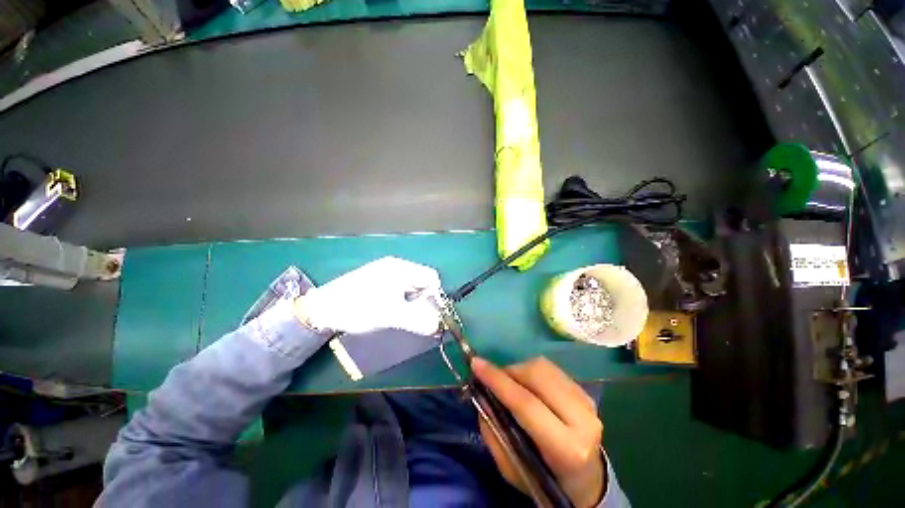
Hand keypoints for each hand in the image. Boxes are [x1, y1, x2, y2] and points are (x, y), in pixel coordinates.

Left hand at [295, 256, 441, 335]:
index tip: (431, 313)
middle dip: (423, 299)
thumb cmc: (359, 308)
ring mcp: (386, 271)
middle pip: (422, 281)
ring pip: (410, 286)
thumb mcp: (391, 316)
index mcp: (401, 269)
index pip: (431, 277)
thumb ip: (418, 320)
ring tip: (403, 315)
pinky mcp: (378, 279)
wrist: (322, 308)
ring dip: (412, 301)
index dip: (435, 295)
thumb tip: (438, 326)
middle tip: (416, 317)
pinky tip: (392, 310)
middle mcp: (396, 266)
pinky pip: (399, 288)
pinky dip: (402, 300)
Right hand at [472, 357, 605, 507]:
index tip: (476, 364)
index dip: (498, 381)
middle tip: (493, 380)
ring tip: (510, 384)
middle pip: (537, 376)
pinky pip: (550, 368)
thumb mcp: (513, 470)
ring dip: (519, 369)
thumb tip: (481, 396)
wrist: (587, 481)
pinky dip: (531, 371)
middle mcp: (582, 420)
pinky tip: (526, 385)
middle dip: (509, 371)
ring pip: (543, 367)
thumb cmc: (545, 480)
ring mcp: (587, 402)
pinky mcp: (584, 392)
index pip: (526, 404)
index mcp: (567, 448)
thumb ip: (494, 433)